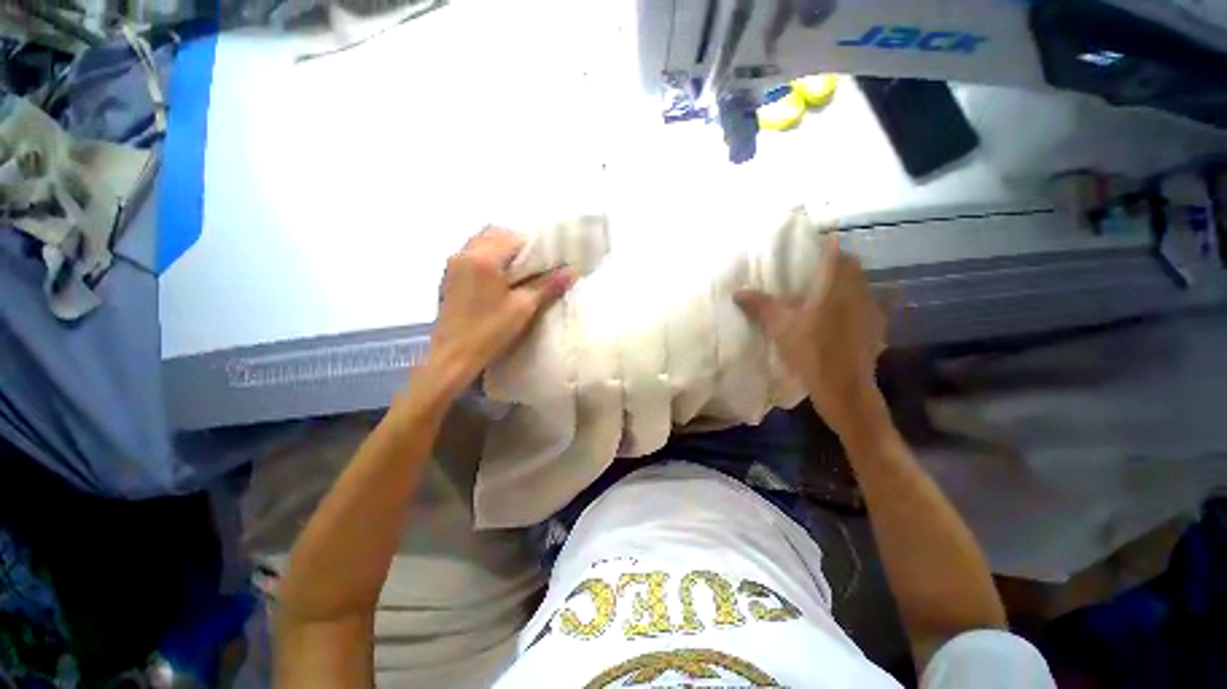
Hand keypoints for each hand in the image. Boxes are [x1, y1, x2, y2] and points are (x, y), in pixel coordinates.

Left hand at [425, 227, 574, 391]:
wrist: (453, 356)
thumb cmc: (490, 331)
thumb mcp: (523, 307)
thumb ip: (548, 285)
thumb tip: (572, 270)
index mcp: (483, 257)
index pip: (514, 238)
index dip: (535, 246)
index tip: (549, 260)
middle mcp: (464, 253)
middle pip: (495, 234)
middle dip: (517, 244)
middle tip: (535, 264)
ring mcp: (453, 264)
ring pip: (482, 243)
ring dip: (502, 250)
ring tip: (519, 272)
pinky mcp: (448, 277)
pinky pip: (472, 255)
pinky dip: (489, 258)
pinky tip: (499, 279)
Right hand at [735, 235, 887, 433]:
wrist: (845, 390)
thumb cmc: (812, 354)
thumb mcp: (781, 329)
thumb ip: (761, 307)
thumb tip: (737, 291)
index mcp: (836, 289)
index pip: (837, 254)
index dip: (827, 243)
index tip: (813, 241)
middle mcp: (858, 294)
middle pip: (852, 267)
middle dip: (835, 261)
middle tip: (812, 265)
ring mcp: (869, 312)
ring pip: (860, 285)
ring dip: (845, 280)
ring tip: (822, 287)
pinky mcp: (873, 329)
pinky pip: (864, 304)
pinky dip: (851, 301)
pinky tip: (837, 315)